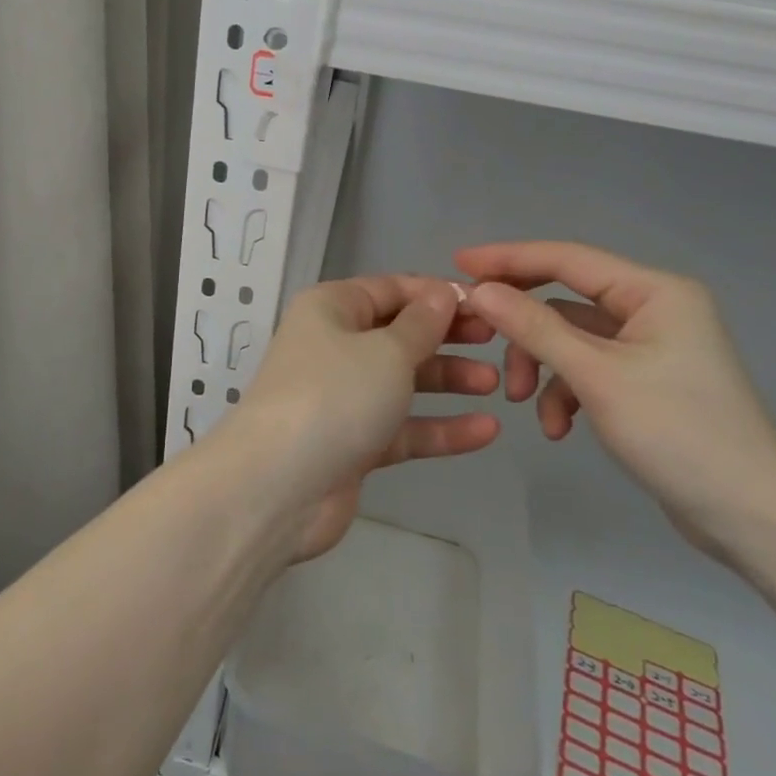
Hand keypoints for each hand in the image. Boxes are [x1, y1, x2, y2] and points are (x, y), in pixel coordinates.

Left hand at [222, 276, 500, 561]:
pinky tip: (486, 431)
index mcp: (331, 309)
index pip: (391, 289)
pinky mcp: (352, 443)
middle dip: (446, 336)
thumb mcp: (386, 350)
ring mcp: (342, 397)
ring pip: (403, 381)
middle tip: (496, 340)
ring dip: (447, 381)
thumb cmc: (335, 395)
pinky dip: (439, 428)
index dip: (436, 294)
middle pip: (398, 333)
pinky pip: (402, 428)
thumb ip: (421, 324)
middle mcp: (333, 346)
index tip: (486, 303)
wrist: (279, 486)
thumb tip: (441, 293)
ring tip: (496, 384)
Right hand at [457, 240, 775, 561]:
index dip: (509, 258)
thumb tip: (479, 290)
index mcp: (654, 291)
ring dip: (540, 366)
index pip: (567, 258)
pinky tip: (557, 427)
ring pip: (570, 337)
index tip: (457, 262)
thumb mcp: (596, 376)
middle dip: (523, 325)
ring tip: (519, 401)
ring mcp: (650, 346)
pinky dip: (564, 391)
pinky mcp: (644, 380)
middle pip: (565, 297)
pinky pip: (587, 368)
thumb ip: (535, 327)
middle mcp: (653, 308)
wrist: (754, 519)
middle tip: (476, 332)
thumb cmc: (679, 435)